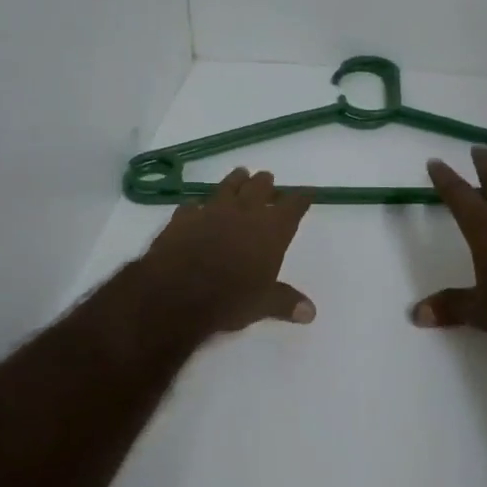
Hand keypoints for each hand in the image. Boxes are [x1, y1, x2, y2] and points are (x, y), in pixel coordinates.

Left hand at [139, 167, 315, 335]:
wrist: (176, 293)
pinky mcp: (182, 218)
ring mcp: (211, 211)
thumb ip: (286, 302)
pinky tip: (195, 206)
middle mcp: (244, 213)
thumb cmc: (229, 298)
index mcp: (271, 230)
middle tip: (268, 179)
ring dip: (236, 180)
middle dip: (266, 183)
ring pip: (228, 187)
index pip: (293, 206)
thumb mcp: (263, 304)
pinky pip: (192, 205)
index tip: (306, 194)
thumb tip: (311, 312)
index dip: (301, 199)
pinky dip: (197, 205)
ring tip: (241, 174)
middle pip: (260, 188)